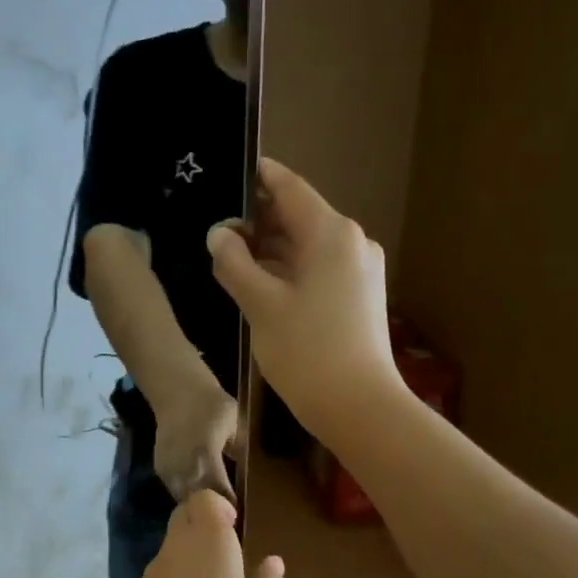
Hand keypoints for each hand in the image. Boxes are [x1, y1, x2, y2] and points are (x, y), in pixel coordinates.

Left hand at [121, 491, 283, 577]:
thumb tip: (273, 561)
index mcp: (209, 541)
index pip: (203, 499)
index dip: (219, 506)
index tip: (235, 528)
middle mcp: (176, 547)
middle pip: (183, 516)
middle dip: (202, 523)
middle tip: (227, 553)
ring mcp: (153, 572)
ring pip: (170, 545)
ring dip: (189, 553)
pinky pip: (160, 573)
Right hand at [151, 378, 238, 504]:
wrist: (178, 391)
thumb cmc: (212, 404)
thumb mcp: (237, 425)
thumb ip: (240, 452)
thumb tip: (246, 477)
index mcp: (205, 457)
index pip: (220, 493)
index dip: (230, 507)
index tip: (241, 515)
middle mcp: (184, 467)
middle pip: (199, 502)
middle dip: (213, 511)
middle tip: (227, 518)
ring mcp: (169, 469)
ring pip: (184, 499)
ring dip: (197, 505)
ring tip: (212, 511)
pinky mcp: (160, 468)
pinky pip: (174, 490)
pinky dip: (186, 495)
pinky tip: (198, 495)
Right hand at [206, 158, 397, 441]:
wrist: (358, 406)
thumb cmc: (306, 350)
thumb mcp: (260, 305)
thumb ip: (234, 264)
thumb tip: (218, 235)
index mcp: (330, 233)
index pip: (290, 189)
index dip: (260, 177)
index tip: (233, 171)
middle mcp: (351, 243)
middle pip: (299, 217)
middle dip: (259, 220)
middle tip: (218, 228)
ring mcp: (359, 271)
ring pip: (307, 247)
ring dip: (271, 249)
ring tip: (231, 258)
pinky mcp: (359, 298)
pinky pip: (318, 270)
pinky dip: (289, 270)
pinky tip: (261, 286)